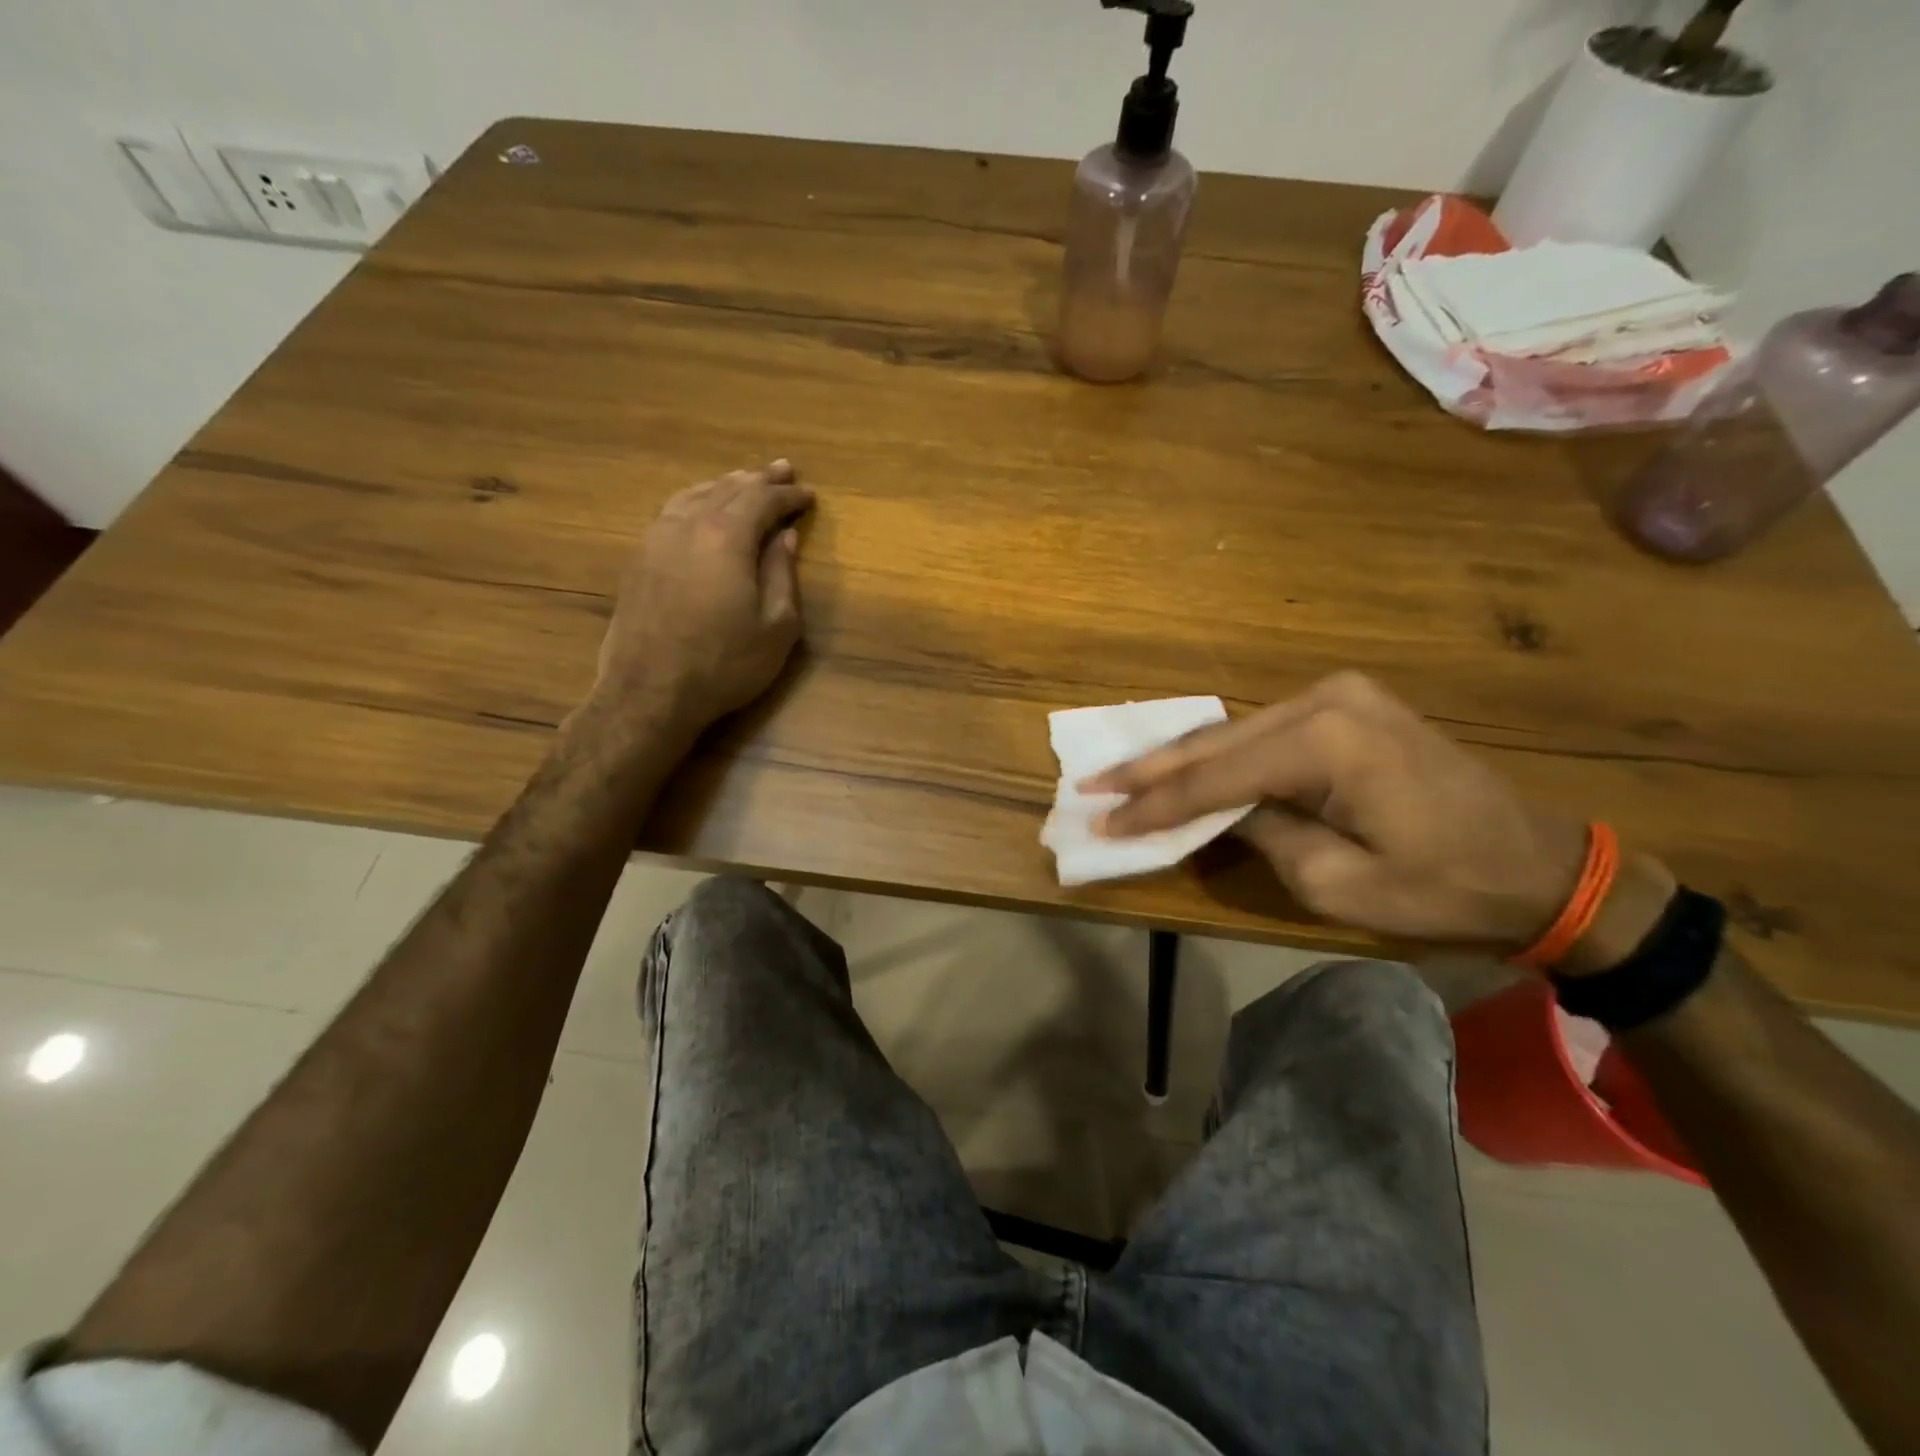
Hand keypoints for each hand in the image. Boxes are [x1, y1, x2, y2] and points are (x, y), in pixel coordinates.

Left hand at [591, 460, 813, 734]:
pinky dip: (696, 499)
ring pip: (694, 494)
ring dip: (725, 485)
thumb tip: (785, 537)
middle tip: (782, 470)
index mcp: (726, 537)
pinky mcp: (639, 558)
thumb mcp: (776, 627)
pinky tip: (700, 506)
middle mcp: (688, 525)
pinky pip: (672, 511)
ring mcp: (657, 538)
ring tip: (744, 480)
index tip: (809, 494)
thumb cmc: (724, 664)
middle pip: (728, 489)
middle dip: (759, 479)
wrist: (650, 692)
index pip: (762, 500)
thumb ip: (782, 575)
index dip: (789, 495)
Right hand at [1086, 672, 1586, 947]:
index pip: (1215, 778)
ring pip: (1234, 731)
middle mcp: (1326, 701)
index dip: (1153, 805)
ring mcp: (1339, 695)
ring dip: (1179, 760)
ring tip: (1122, 779)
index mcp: (1327, 744)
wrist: (1540, 865)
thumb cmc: (1443, 887)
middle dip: (1150, 771)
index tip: (1102, 821)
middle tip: (1090, 784)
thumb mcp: (1337, 883)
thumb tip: (1213, 812)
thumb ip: (1261, 835)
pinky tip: (1182, 764)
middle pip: (1215, 741)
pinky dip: (1220, 754)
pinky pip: (1263, 730)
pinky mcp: (1348, 704)